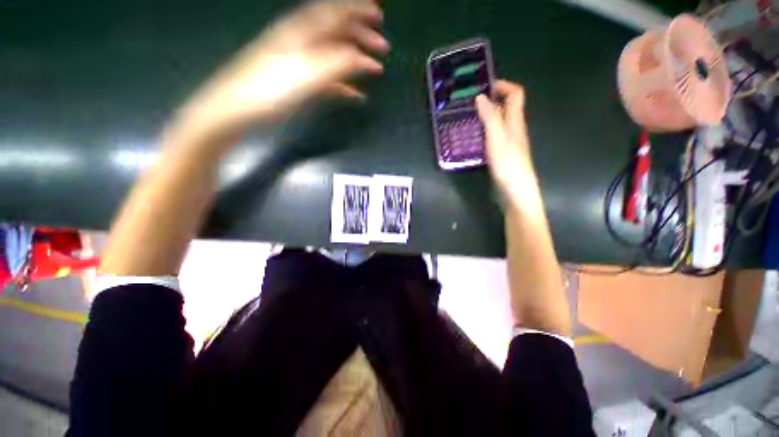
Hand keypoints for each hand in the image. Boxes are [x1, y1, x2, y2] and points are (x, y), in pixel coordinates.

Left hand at [175, 0, 388, 143]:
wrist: (236, 110)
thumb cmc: (269, 90)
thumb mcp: (308, 75)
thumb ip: (338, 64)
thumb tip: (364, 59)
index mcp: (302, 32)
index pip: (335, 12)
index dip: (357, 9)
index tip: (379, 11)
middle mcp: (301, 41)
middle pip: (336, 31)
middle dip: (362, 35)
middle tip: (383, 45)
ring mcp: (299, 62)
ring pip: (333, 55)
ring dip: (355, 60)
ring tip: (375, 68)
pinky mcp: (298, 81)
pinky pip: (327, 79)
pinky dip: (344, 85)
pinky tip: (356, 95)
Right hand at [475, 81, 537, 200]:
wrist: (516, 190)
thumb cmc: (508, 163)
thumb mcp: (497, 138)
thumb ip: (490, 117)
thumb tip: (481, 96)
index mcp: (515, 121)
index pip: (515, 94)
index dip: (502, 85)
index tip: (484, 86)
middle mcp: (514, 128)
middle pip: (507, 106)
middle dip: (491, 99)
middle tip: (470, 102)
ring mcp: (509, 141)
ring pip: (499, 121)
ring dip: (486, 115)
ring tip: (468, 117)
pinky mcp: (502, 153)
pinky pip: (494, 134)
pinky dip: (484, 130)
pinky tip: (473, 137)